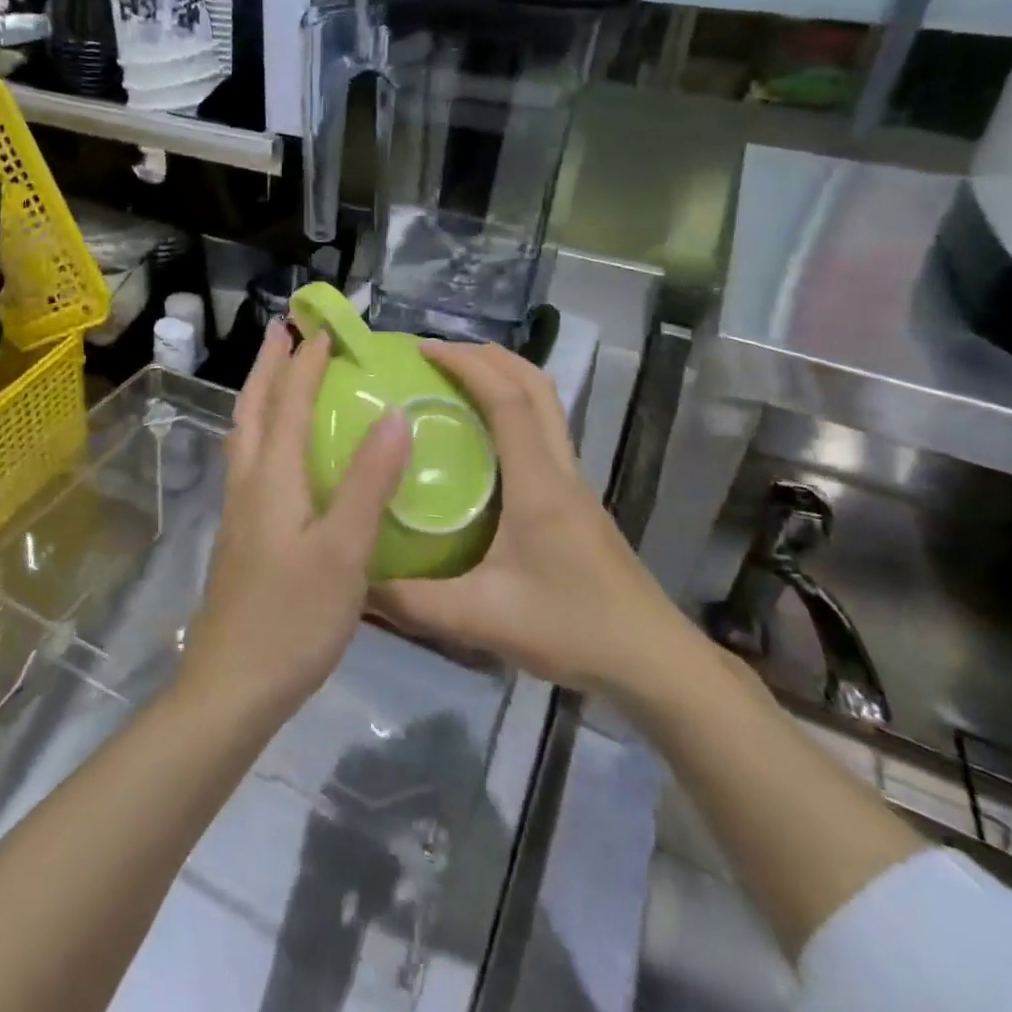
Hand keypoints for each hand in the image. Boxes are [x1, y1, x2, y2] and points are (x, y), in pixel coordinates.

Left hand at [180, 322, 411, 725]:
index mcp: (271, 477)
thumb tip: (395, 415)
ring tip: (278, 375)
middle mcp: (248, 482)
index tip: (321, 327)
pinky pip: (249, 460)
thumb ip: (368, 482)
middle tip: (283, 331)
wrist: (233, 686)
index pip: (288, 403)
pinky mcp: (240, 534)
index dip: (305, 362)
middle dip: (268, 365)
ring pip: (244, 434)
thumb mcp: (344, 551)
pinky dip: (262, 431)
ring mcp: (239, 510)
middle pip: (253, 408)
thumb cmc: (293, 618)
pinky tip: (278, 450)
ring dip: (260, 395)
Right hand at [372, 342, 697, 702]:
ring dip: (505, 378)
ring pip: (547, 406)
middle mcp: (560, 470)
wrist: (653, 661)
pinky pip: (545, 433)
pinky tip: (483, 441)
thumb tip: (358, 581)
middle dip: (488, 357)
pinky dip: (514, 411)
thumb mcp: (482, 620)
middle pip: (536, 386)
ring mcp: (575, 483)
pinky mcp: (578, 501)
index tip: (424, 350)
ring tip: (456, 383)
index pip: (508, 400)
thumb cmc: (572, 630)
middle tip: (438, 356)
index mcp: (538, 484)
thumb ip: (415, 603)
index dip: (467, 364)